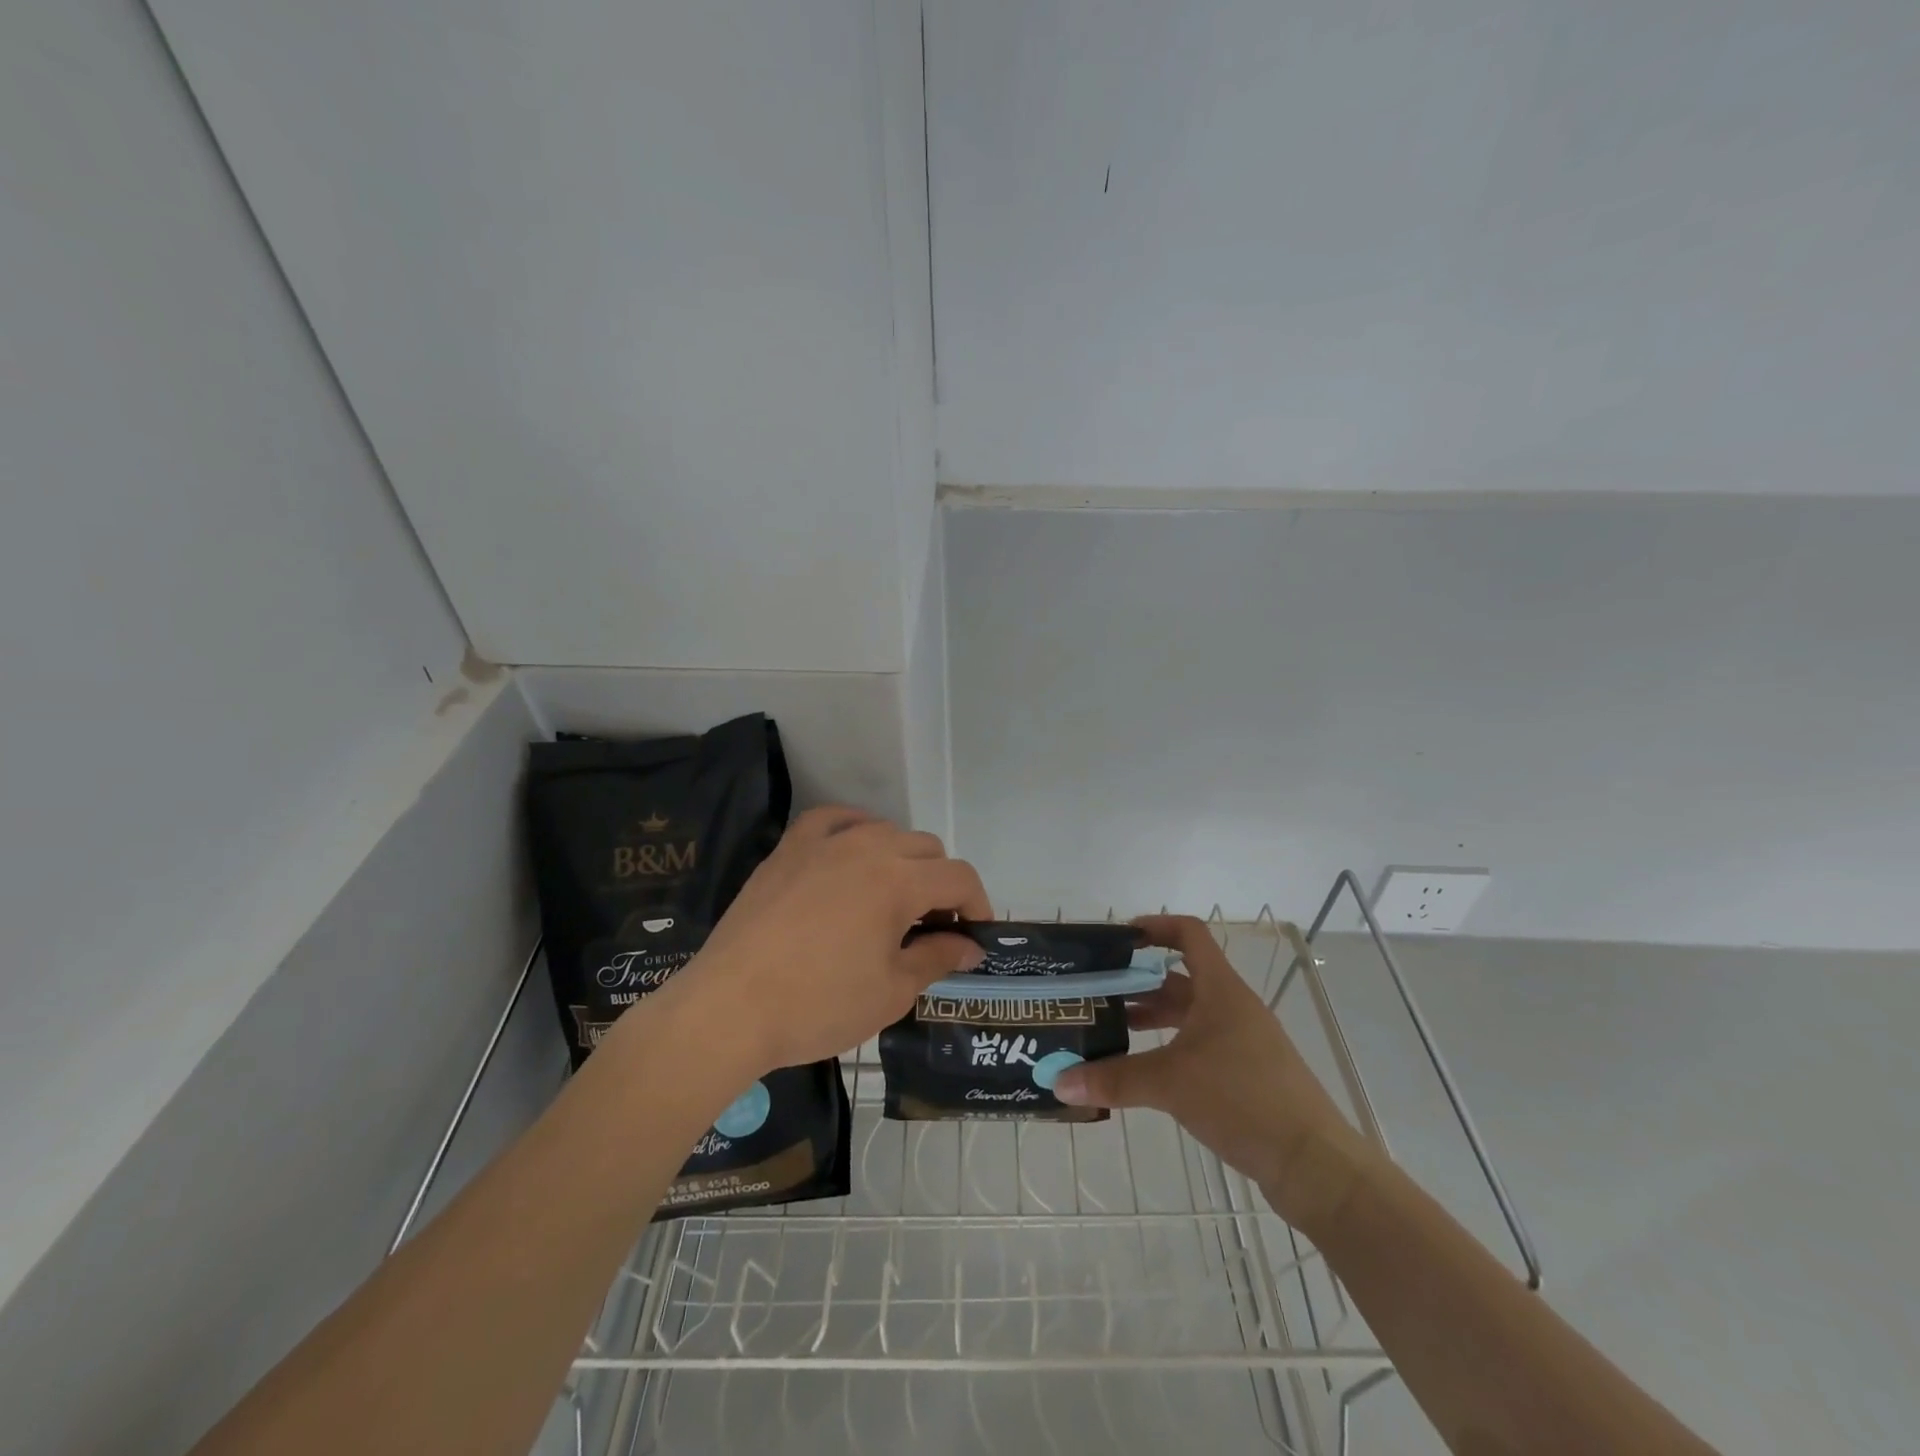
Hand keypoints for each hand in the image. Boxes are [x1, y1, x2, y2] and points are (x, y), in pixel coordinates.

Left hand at [670, 807, 989, 1072]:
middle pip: (927, 848)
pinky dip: (855, 829)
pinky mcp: (789, 848)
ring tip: (892, 900)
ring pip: (885, 831)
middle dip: (942, 884)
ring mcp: (824, 842)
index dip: (977, 905)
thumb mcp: (891, 991)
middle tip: (932, 928)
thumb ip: (937, 958)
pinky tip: (854, 851)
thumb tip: (970, 947)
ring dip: (903, 859)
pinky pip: (833, 819)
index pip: (958, 877)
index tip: (974, 937)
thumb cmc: (818, 1005)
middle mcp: (867, 847)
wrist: (730, 1008)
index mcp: (899, 881)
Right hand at [1052, 915, 1370, 1229]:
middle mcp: (1232, 1008)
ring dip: (1153, 1018)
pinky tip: (1144, 1071)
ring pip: (1189, 1015)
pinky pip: (1199, 1046)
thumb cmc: (1243, 1099)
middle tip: (1097, 992)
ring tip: (1111, 1030)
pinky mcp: (1247, 1075)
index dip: (1154, 927)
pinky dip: (1170, 1048)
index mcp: (1220, 990)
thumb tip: (1058, 1082)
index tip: (1118, 938)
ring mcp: (1242, 1042)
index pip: (1188, 934)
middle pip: (1180, 978)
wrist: (1314, 1164)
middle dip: (1138, 982)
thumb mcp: (1171, 1083)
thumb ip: (1113, 1079)